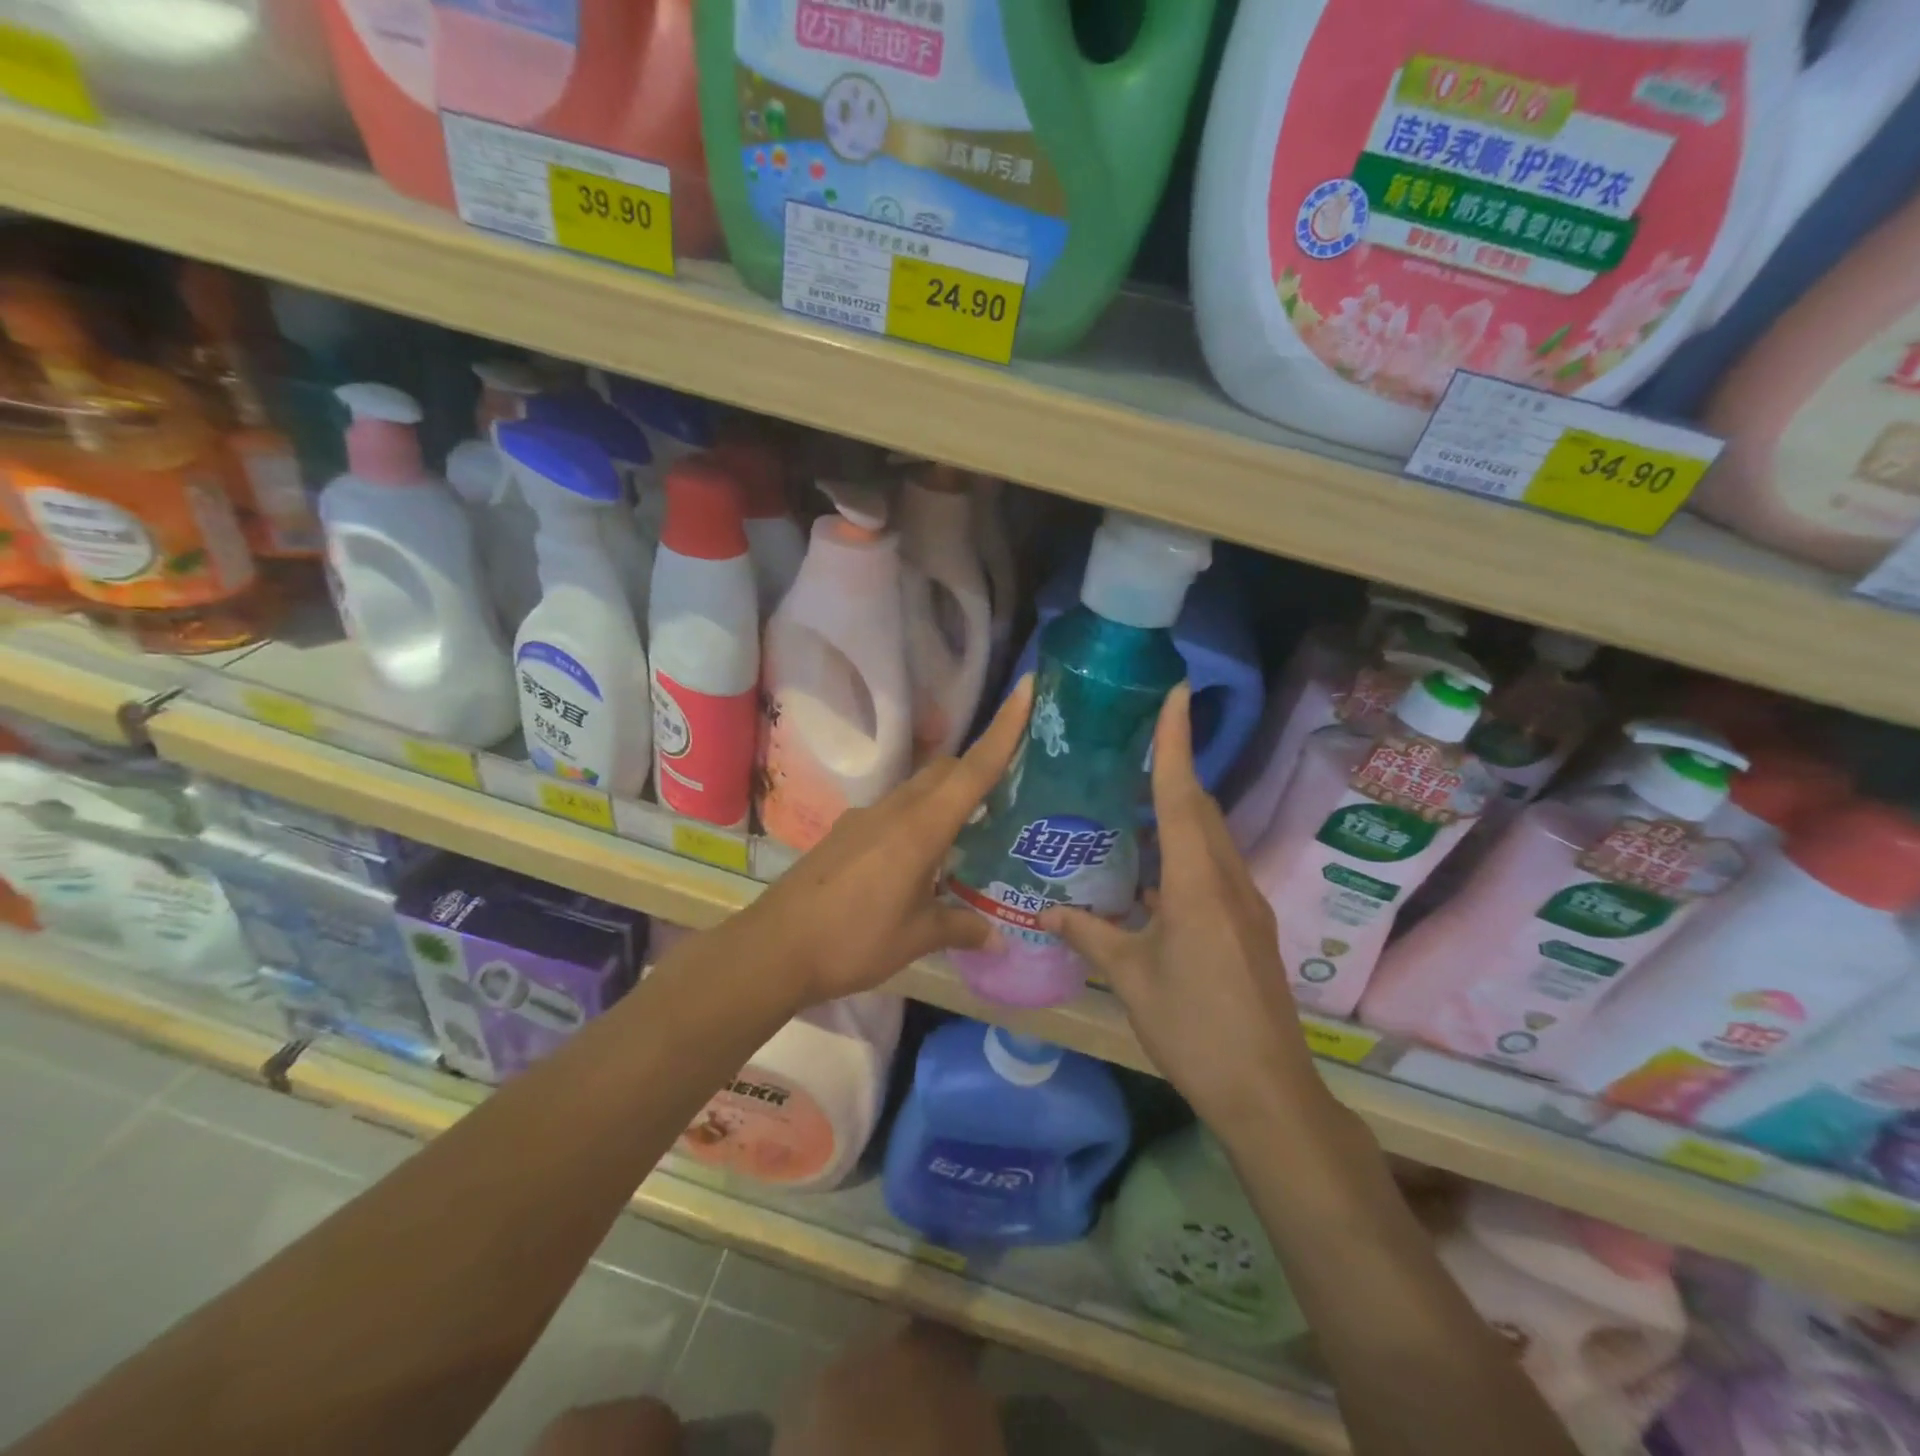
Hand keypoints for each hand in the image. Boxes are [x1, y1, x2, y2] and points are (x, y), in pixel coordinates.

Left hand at [739, 676, 1031, 1007]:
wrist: (774, 948)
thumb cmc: (853, 940)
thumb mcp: (916, 938)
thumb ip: (961, 929)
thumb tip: (1001, 939)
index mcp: (920, 828)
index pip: (973, 770)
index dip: (1004, 729)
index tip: (1027, 688)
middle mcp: (894, 810)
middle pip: (945, 770)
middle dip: (979, 765)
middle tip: (1012, 785)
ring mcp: (864, 818)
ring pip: (917, 789)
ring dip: (947, 795)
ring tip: (972, 828)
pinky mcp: (845, 833)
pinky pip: (893, 811)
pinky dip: (918, 818)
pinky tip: (921, 857)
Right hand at [1041, 685, 1327, 1130]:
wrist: (1267, 1091)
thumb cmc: (1193, 1026)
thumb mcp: (1131, 978)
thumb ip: (1090, 935)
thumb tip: (1046, 912)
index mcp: (1197, 883)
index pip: (1182, 795)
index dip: (1176, 742)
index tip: (1175, 694)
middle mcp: (1227, 880)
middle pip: (1200, 809)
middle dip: (1173, 772)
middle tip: (1133, 748)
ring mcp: (1244, 904)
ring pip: (1209, 840)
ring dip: (1177, 816)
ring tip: (1130, 807)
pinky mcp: (1248, 927)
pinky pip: (1213, 870)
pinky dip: (1183, 854)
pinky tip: (1150, 876)